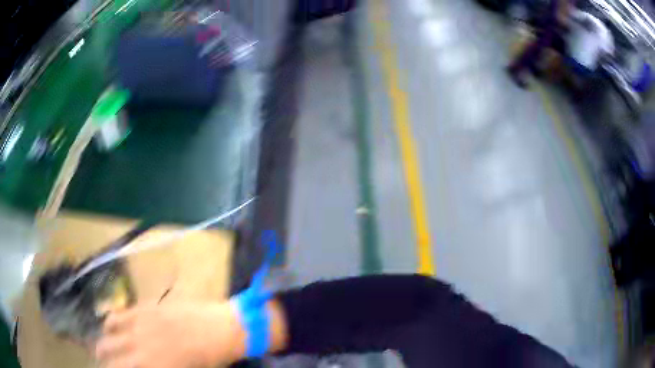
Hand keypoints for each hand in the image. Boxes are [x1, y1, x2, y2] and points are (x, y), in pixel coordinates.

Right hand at [96, 301, 245, 367]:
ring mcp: (139, 324)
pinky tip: (112, 324)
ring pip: (109, 330)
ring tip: (106, 341)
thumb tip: (141, 363)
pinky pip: (119, 314)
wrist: (219, 331)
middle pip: (108, 350)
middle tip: (102, 359)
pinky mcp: (144, 308)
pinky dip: (111, 320)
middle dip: (102, 355)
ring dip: (105, 337)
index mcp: (149, 365)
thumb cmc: (205, 359)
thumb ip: (154, 366)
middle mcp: (138, 346)